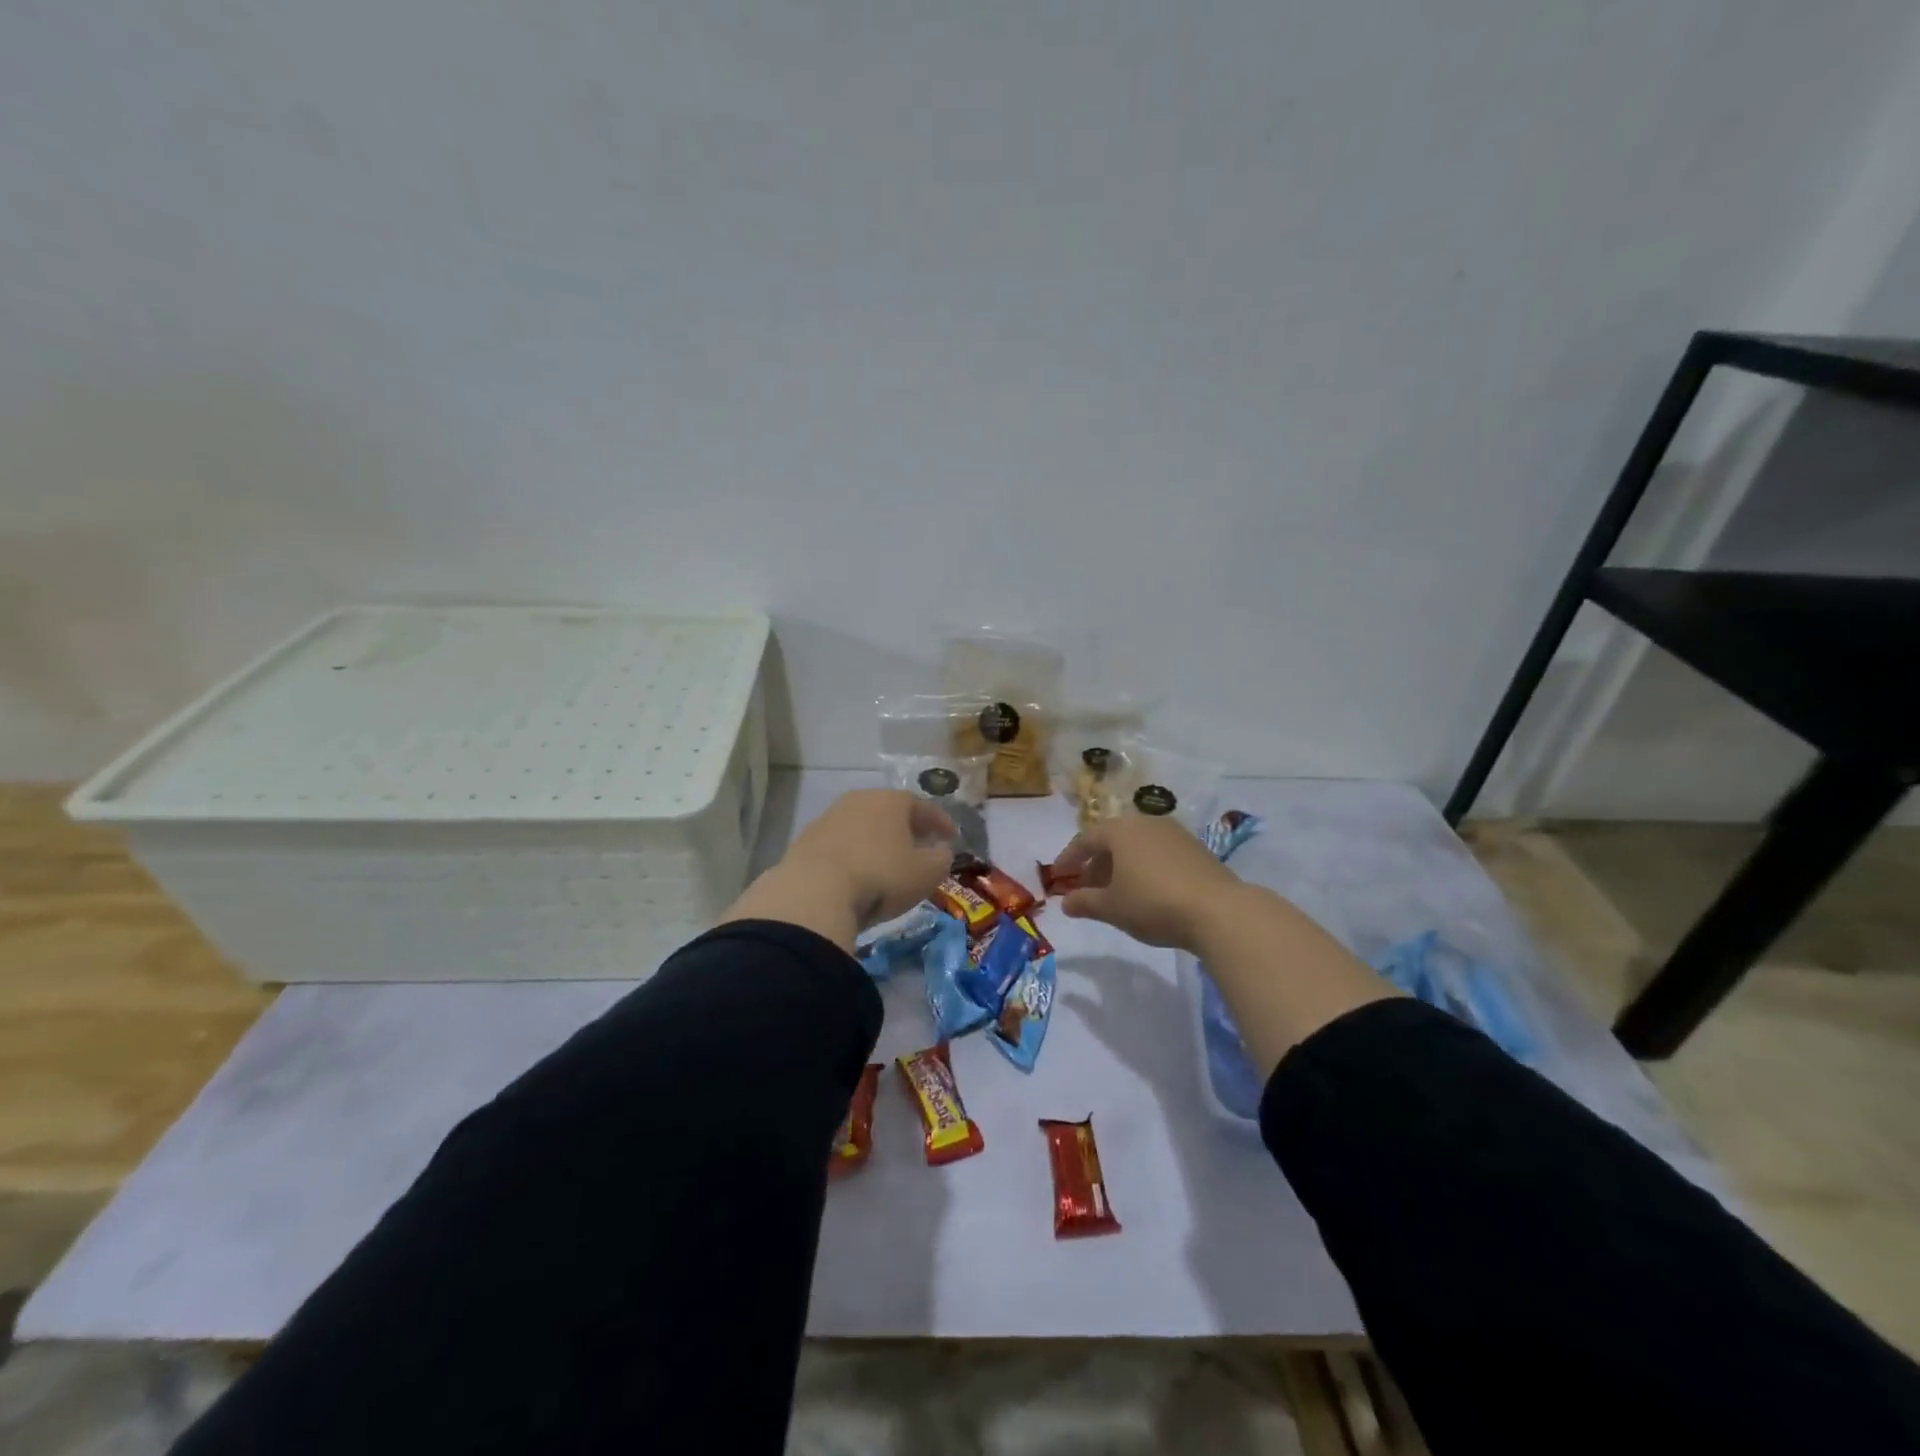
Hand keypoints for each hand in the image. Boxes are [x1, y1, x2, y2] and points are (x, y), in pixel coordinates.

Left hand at [720, 789, 954, 949]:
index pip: (923, 805)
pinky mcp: (805, 842)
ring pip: (862, 826)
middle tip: (920, 846)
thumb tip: (941, 851)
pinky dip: (854, 855)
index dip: (940, 822)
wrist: (814, 892)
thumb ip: (941, 859)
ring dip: (877, 841)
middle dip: (907, 828)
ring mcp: (828, 819)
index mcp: (890, 800)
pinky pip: (840, 845)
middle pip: (889, 811)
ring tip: (888, 862)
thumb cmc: (881, 876)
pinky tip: (858, 874)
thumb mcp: (925, 873)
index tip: (952, 837)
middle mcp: (858, 800)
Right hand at [1052, 813, 1244, 951]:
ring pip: (1137, 845)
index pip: (1086, 839)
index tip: (1059, 875)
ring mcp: (1174, 833)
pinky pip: (1158, 852)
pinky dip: (1145, 866)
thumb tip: (1065, 903)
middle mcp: (1146, 823)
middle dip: (1097, 862)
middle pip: (1113, 839)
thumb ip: (1085, 902)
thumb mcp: (1112, 908)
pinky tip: (1147, 890)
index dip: (1069, 858)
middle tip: (1087, 886)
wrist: (1218, 910)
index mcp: (1120, 830)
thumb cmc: (1153, 903)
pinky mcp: (1196, 848)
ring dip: (1121, 865)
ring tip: (1117, 891)